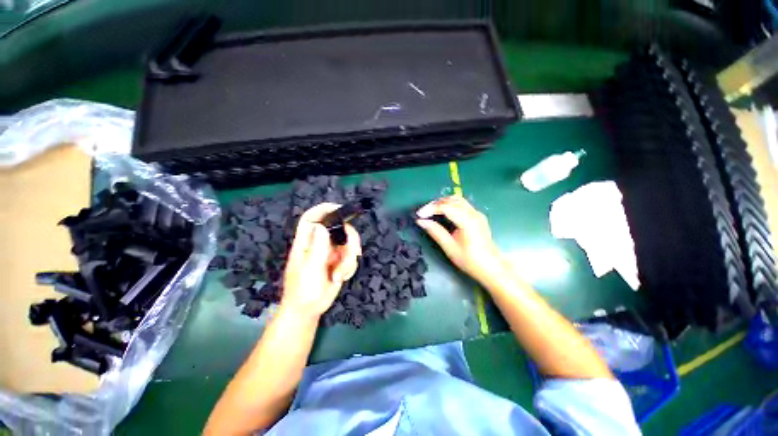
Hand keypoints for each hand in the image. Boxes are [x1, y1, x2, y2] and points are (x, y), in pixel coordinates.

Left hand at [281, 203, 361, 319]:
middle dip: (350, 241)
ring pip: (350, 244)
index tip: (340, 209)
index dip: (323, 209)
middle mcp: (320, 243)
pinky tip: (340, 277)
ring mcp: (331, 252)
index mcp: (307, 242)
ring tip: (339, 274)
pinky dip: (350, 267)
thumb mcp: (310, 270)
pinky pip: (352, 257)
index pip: (312, 218)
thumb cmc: (303, 291)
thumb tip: (321, 227)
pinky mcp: (340, 261)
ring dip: (349, 260)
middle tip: (354, 253)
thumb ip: (317, 249)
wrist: (309, 309)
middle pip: (340, 229)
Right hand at [416, 196, 501, 283]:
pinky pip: (462, 204)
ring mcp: (477, 214)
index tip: (419, 215)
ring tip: (431, 211)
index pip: (445, 207)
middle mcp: (474, 213)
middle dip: (435, 204)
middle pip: (451, 200)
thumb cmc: (470, 261)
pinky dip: (450, 205)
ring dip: (442, 202)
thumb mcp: (450, 248)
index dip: (430, 209)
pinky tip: (443, 213)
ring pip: (457, 200)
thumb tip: (421, 221)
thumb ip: (435, 232)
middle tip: (423, 213)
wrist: (492, 267)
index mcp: (468, 222)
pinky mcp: (478, 216)